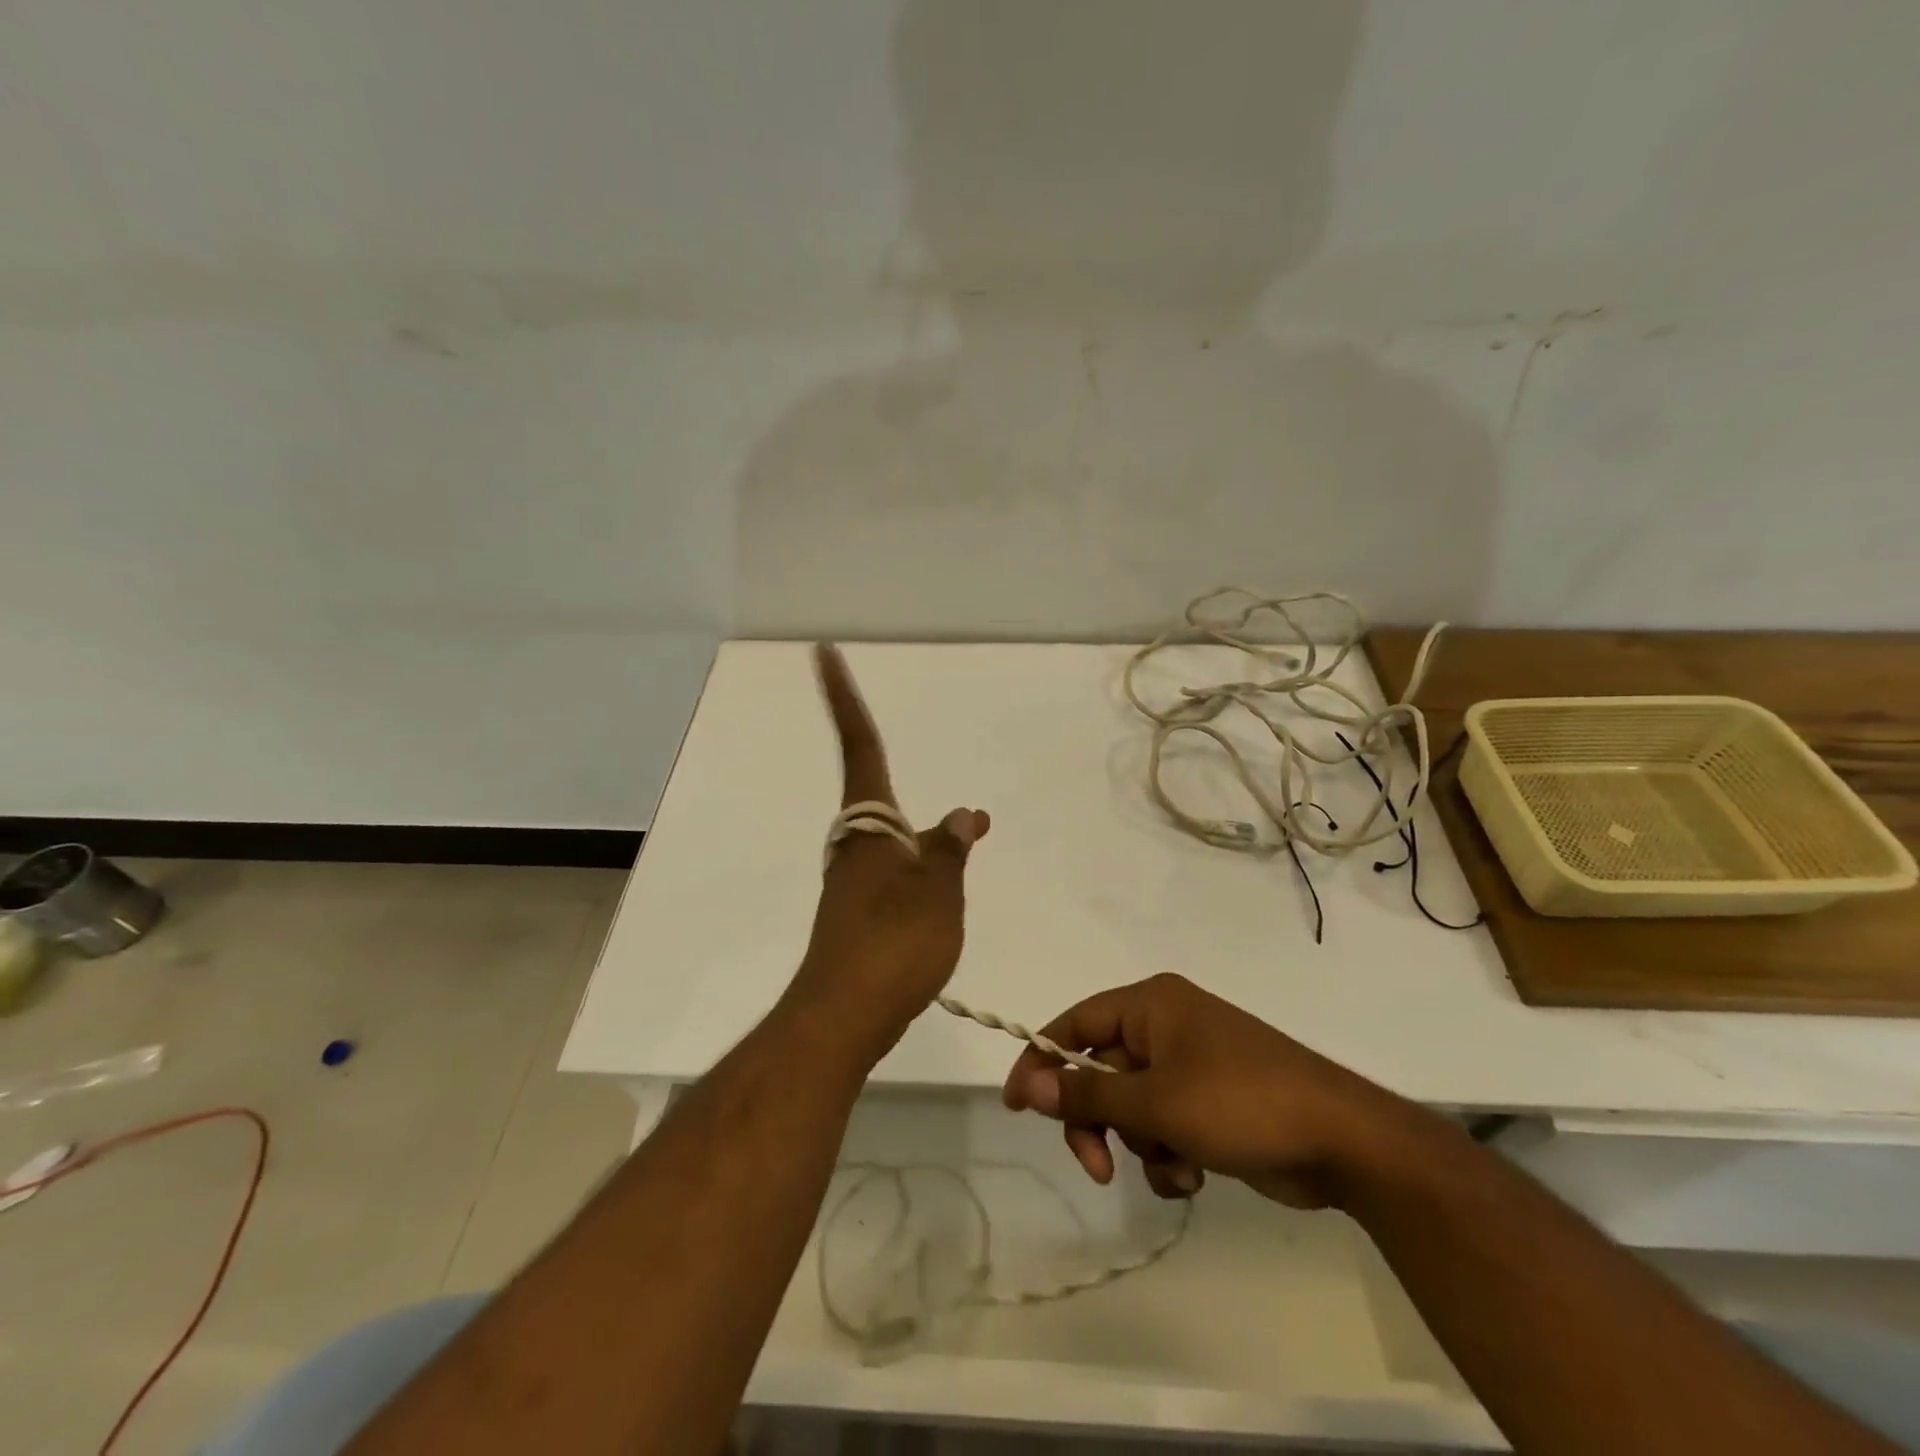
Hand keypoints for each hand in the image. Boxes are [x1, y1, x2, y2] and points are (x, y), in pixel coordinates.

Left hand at [787, 645, 989, 1059]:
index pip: (860, 746)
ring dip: (921, 840)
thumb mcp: (939, 889)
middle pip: (877, 798)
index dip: (843, 698)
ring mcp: (853, 884)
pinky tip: (940, 896)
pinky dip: (921, 874)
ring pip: (890, 844)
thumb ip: (950, 848)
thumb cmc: (894, 942)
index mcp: (870, 827)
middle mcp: (855, 847)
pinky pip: (895, 878)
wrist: (845, 1015)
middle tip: (947, 807)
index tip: (823, 652)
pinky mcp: (857, 919)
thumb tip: (963, 814)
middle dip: (899, 785)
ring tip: (962, 847)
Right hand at [1002, 973, 1429, 1208]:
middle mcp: (1166, 1026)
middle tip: (1098, 1166)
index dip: (1041, 1060)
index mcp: (1150, 1004)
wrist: (1343, 1141)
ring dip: (1139, 1145)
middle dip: (1097, 1121)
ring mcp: (1190, 1065)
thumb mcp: (1155, 1101)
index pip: (1074, 1023)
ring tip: (1172, 1167)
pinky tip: (1192, 1175)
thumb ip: (1086, 1093)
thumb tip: (1027, 1082)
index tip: (1018, 1106)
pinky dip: (1168, 1155)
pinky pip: (1163, 1126)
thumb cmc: (1240, 1103)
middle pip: (1099, 1071)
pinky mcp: (1210, 1103)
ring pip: (1131, 1107)